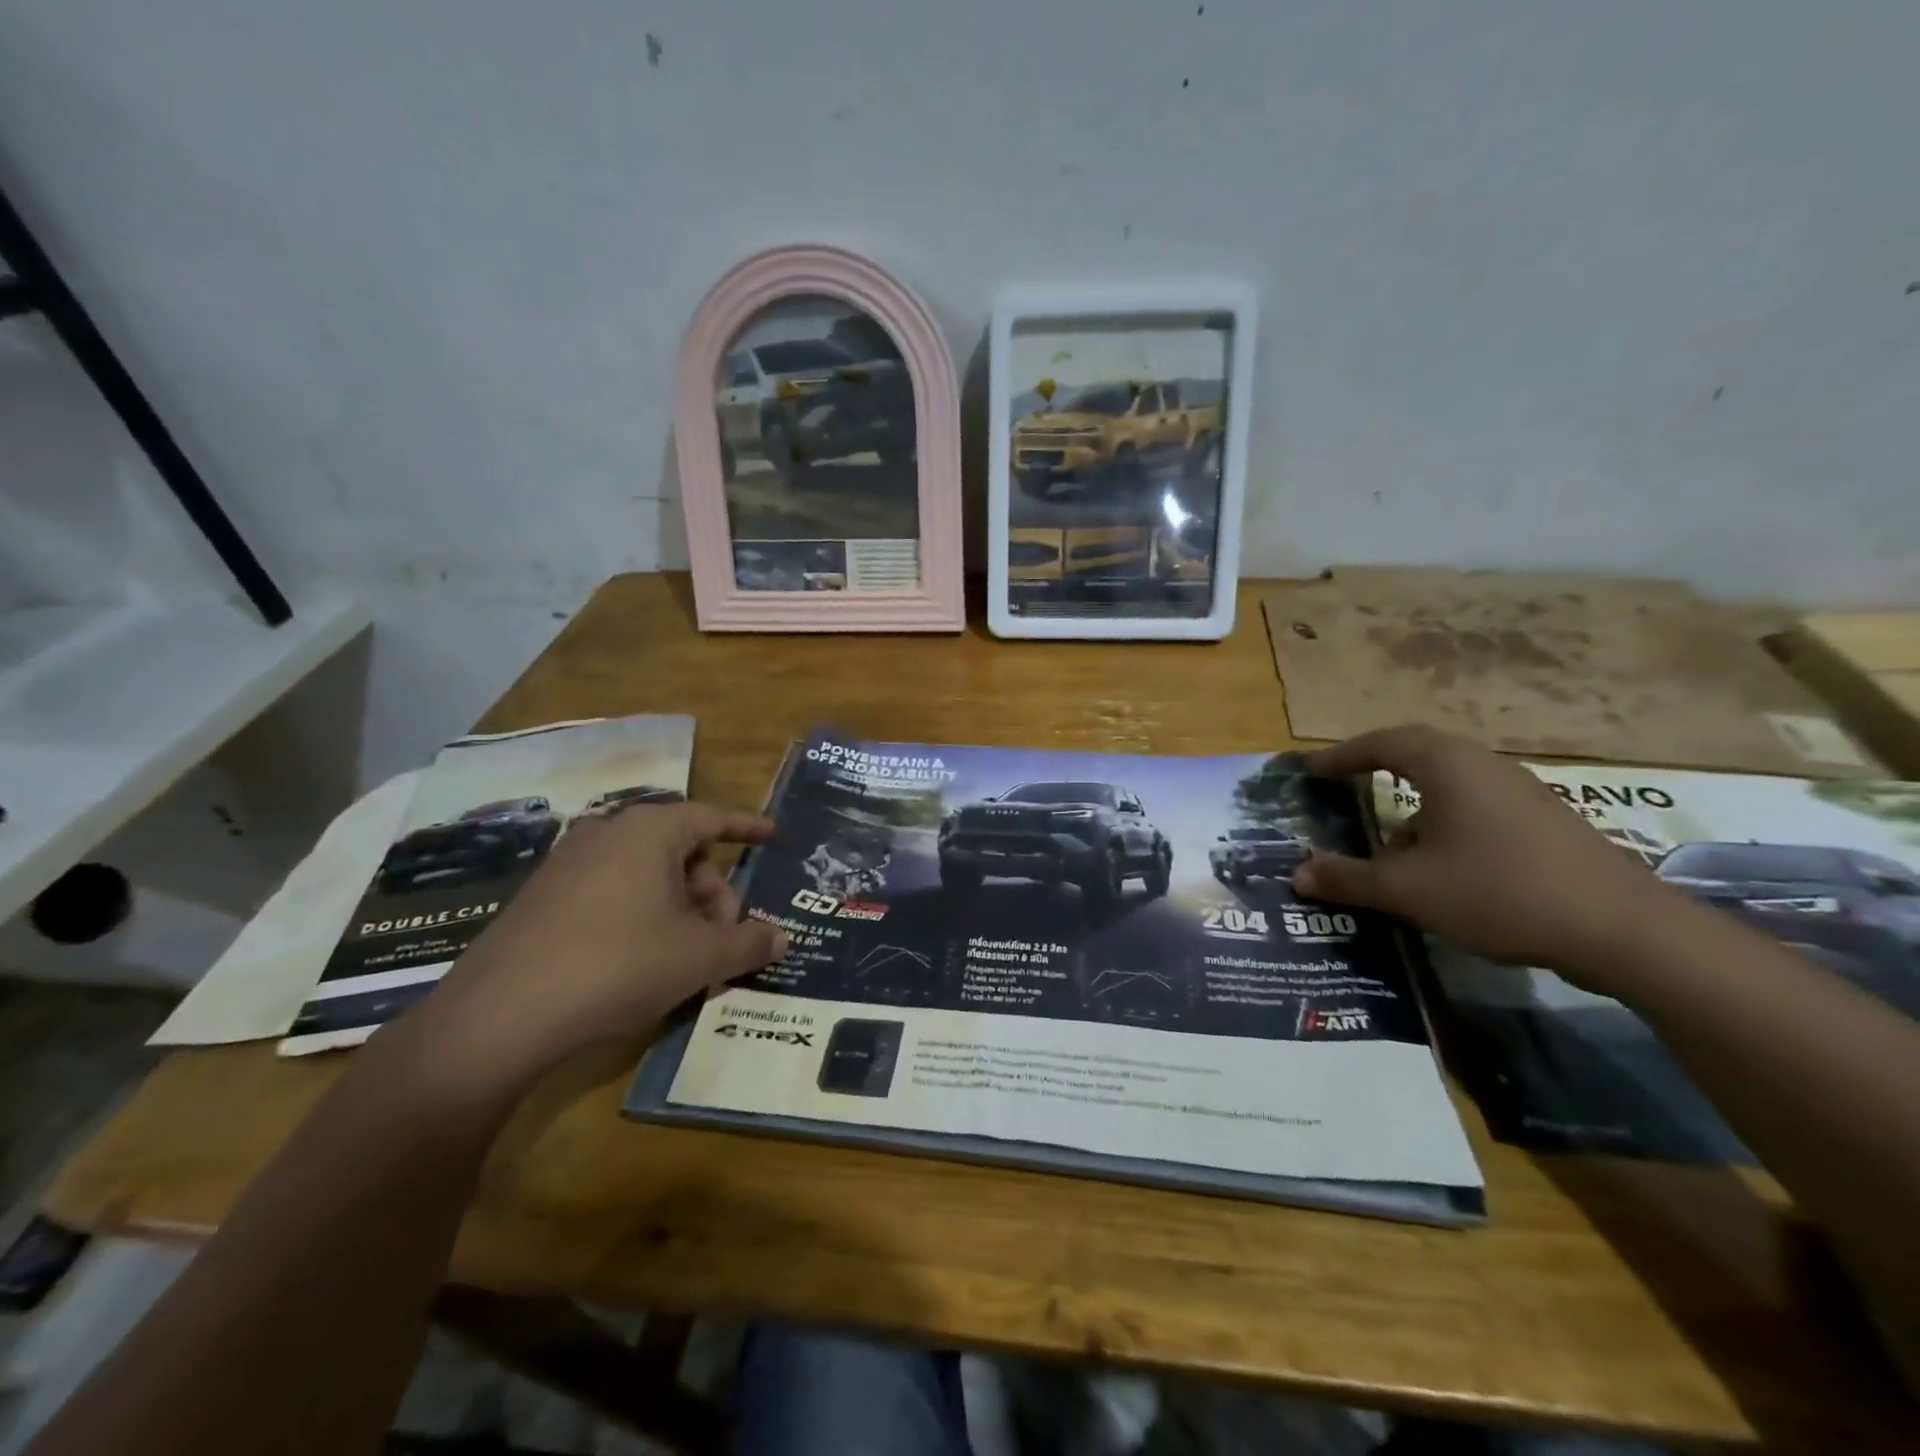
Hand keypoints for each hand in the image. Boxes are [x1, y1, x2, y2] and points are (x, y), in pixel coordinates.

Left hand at [421, 801, 784, 1078]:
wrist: (499, 1016)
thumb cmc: (618, 965)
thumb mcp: (699, 958)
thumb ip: (748, 943)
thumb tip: (781, 939)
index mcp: (650, 831)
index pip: (713, 818)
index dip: (747, 828)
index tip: (772, 835)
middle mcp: (608, 833)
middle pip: (682, 851)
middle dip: (713, 891)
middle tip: (726, 936)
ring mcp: (569, 863)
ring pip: (647, 874)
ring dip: (680, 908)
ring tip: (687, 955)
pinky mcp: (543, 897)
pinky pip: (613, 891)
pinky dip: (642, 915)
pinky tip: (643, 960)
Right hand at [1293, 725, 1676, 987]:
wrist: (1623, 930)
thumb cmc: (1499, 891)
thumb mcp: (1409, 890)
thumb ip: (1349, 879)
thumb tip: (1297, 875)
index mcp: (1448, 766)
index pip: (1383, 743)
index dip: (1343, 755)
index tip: (1314, 770)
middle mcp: (1485, 767)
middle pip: (1420, 753)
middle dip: (1378, 768)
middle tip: (1345, 787)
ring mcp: (1522, 793)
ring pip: (1452, 783)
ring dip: (1413, 803)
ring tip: (1388, 840)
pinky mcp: (1546, 823)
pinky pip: (1478, 806)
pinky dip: (1445, 822)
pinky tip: (1442, 866)